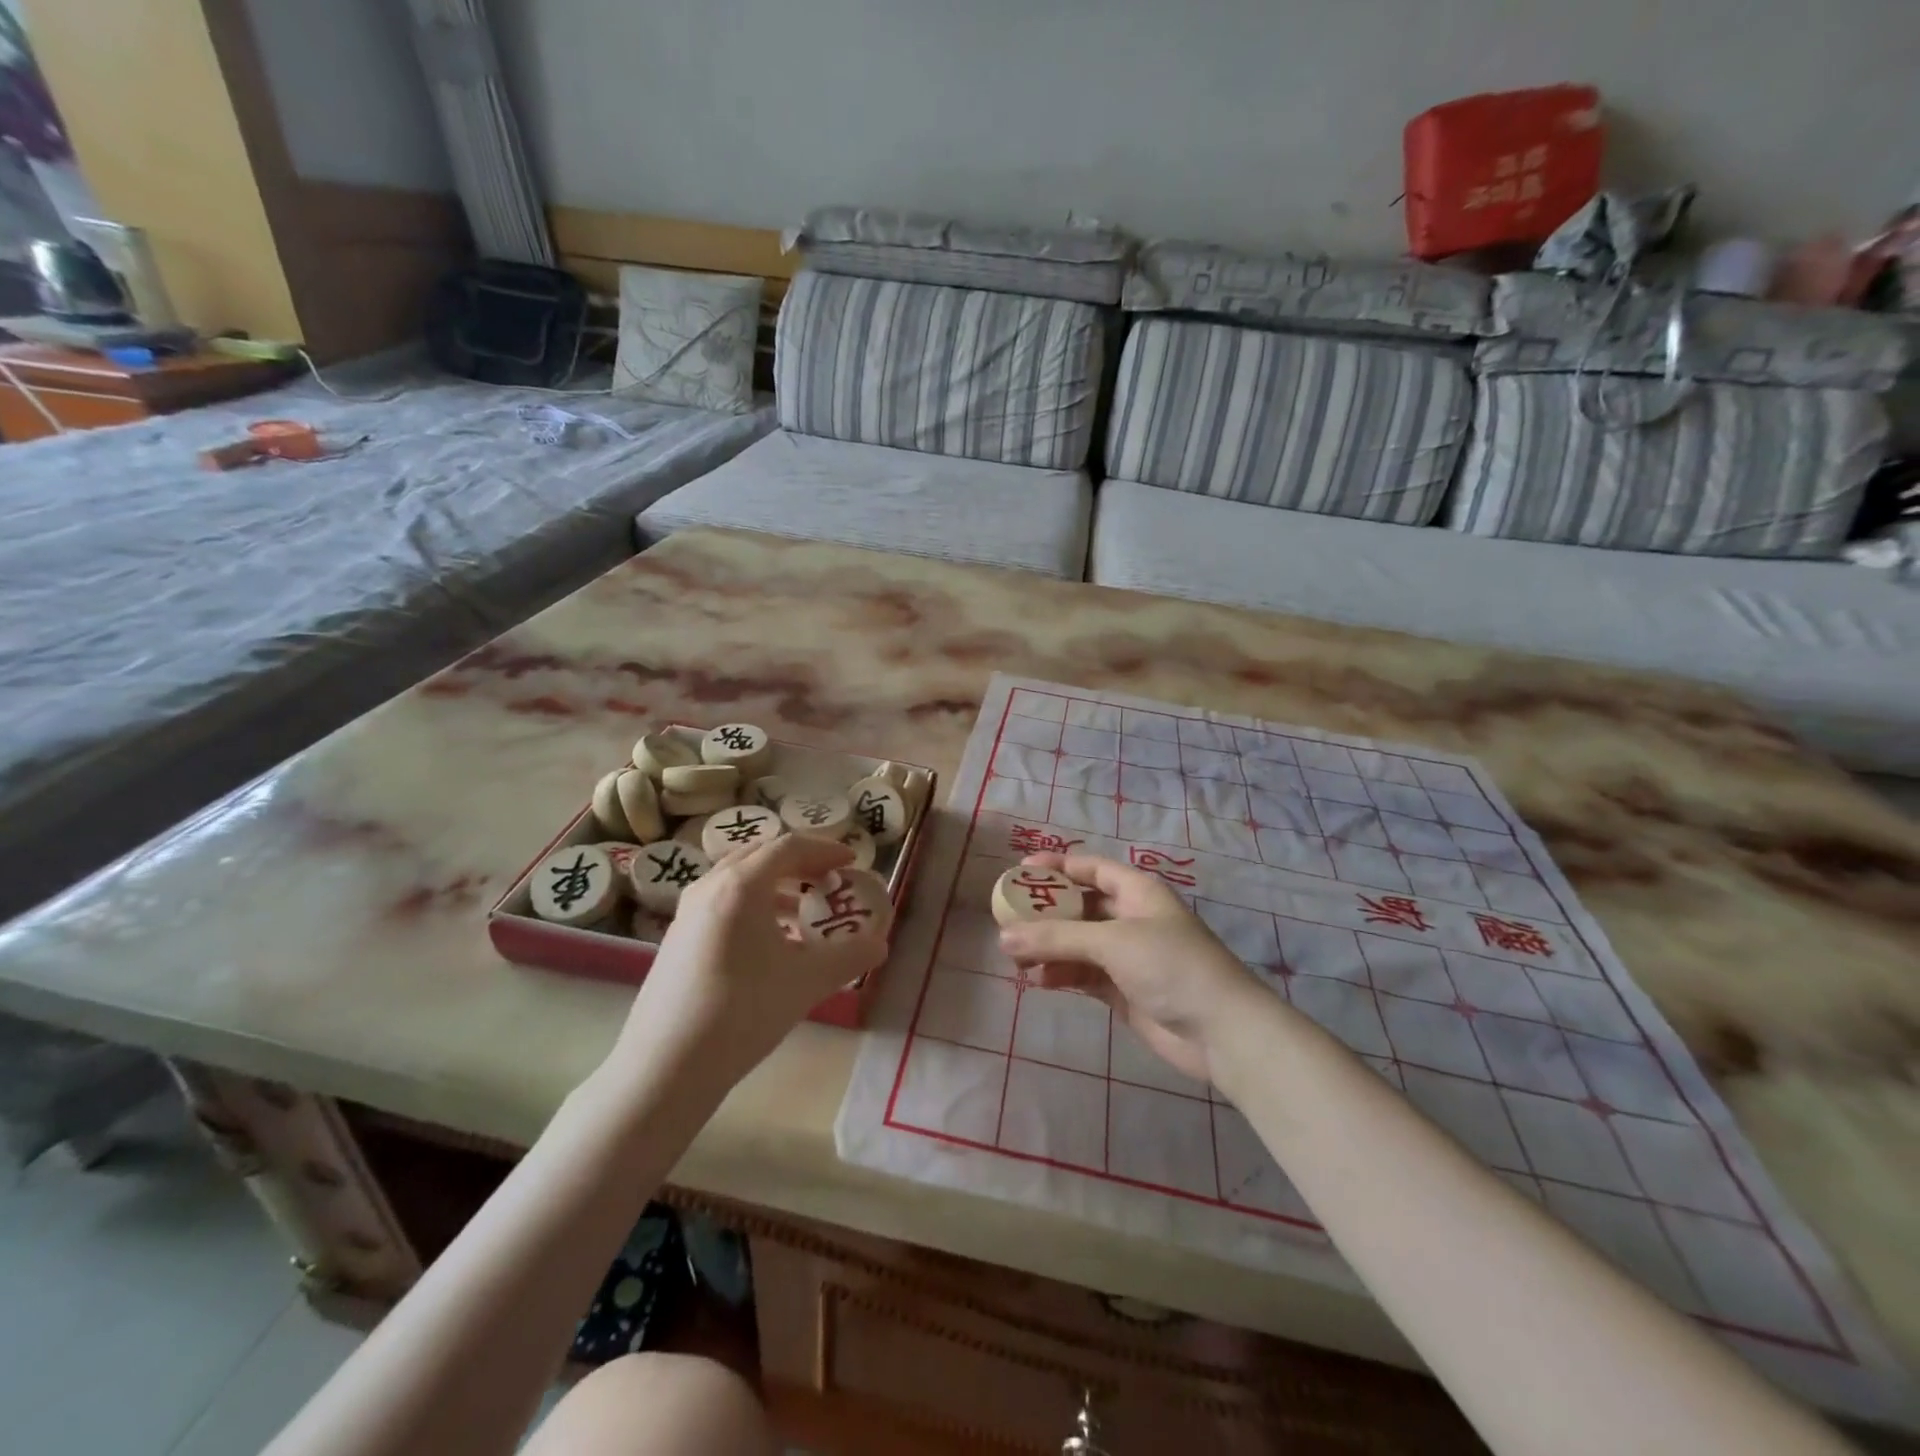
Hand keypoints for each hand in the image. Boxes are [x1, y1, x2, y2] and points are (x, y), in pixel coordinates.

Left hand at [610, 835, 890, 1091]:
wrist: (664, 1067)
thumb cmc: (741, 1012)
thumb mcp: (806, 982)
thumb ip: (849, 957)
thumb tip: (880, 945)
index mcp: (741, 885)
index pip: (789, 846)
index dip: (825, 849)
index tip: (851, 862)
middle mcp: (710, 886)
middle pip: (762, 856)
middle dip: (800, 864)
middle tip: (830, 880)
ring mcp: (688, 912)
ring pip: (739, 881)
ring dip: (776, 887)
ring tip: (804, 913)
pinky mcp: (677, 938)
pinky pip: (723, 904)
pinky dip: (753, 908)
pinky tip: (770, 945)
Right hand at [998, 853, 1265, 1083]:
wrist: (1220, 1031)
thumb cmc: (1170, 966)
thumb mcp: (1111, 941)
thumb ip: (1056, 937)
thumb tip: (1003, 937)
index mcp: (1137, 891)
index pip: (1091, 868)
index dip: (1057, 866)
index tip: (1020, 872)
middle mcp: (1131, 918)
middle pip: (1080, 907)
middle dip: (1045, 914)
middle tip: (1008, 920)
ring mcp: (1127, 956)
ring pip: (1077, 943)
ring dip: (1049, 948)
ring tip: (1016, 960)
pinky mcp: (1123, 990)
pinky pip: (1083, 974)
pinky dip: (1061, 974)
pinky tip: (1039, 981)